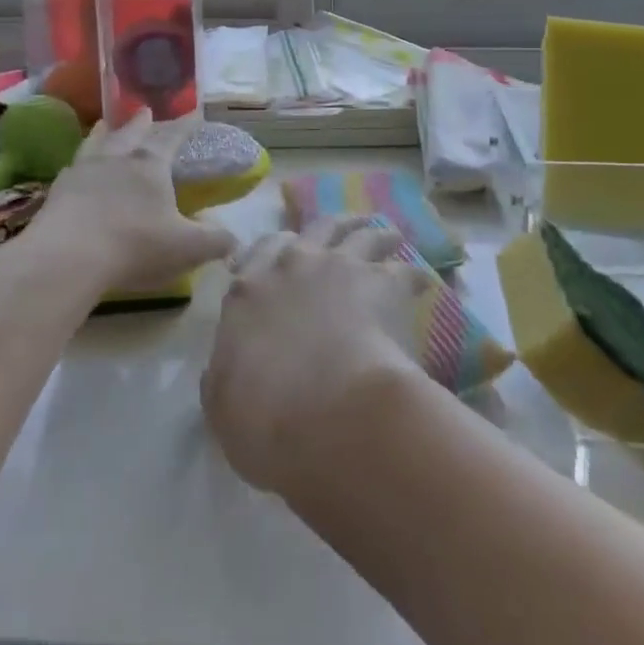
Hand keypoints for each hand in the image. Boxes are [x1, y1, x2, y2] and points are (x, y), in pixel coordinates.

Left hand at [27, 110, 234, 290]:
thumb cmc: (134, 245)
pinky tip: (76, 168)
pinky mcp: (57, 192)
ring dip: (104, 134)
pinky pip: (72, 168)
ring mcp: (82, 173)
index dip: (185, 125)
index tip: (194, 112)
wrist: (66, 258)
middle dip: (141, 123)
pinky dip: (79, 163)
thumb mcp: (187, 248)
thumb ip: (214, 241)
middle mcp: (116, 159)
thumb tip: (234, 239)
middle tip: (145, 111)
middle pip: (131, 133)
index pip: (172, 137)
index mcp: (150, 165)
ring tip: (104, 126)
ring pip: (96, 144)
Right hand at [201, 217, 435, 493]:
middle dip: (331, 227)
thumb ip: (224, 374)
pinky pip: (405, 269)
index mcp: (249, 291)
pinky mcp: (384, 282)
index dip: (272, 251)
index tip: (283, 252)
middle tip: (346, 228)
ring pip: (361, 233)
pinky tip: (422, 282)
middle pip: (315, 229)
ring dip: (374, 233)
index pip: (259, 253)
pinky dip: (413, 275)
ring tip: (387, 236)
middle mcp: (293, 264)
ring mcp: (340, 266)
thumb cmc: (264, 417)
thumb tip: (227, 368)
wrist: (327, 413)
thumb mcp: (221, 402)